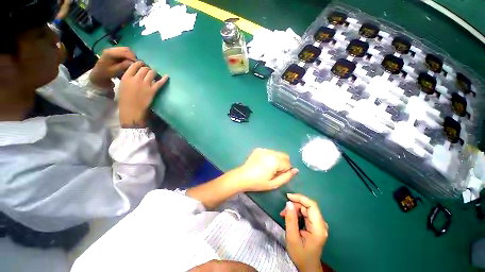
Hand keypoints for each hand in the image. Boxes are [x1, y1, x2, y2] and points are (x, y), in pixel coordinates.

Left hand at [89, 47, 136, 88]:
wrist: (99, 73)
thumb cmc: (106, 73)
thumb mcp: (115, 71)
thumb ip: (123, 66)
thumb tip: (133, 63)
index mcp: (110, 53)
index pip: (125, 53)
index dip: (133, 58)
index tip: (139, 64)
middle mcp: (111, 49)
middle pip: (126, 49)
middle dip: (133, 56)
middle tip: (137, 64)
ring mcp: (113, 50)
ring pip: (126, 50)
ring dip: (131, 56)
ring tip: (133, 63)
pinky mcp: (115, 52)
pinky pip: (124, 52)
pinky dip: (129, 56)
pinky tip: (129, 62)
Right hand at [118, 61, 168, 127]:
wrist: (131, 110)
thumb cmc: (125, 100)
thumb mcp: (122, 86)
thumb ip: (128, 78)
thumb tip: (135, 73)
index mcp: (126, 77)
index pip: (134, 65)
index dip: (140, 64)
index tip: (142, 65)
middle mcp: (136, 79)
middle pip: (144, 68)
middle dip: (147, 68)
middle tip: (149, 71)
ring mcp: (145, 84)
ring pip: (152, 73)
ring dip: (154, 72)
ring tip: (155, 74)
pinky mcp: (153, 90)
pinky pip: (160, 82)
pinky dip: (164, 79)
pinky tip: (167, 76)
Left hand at [235, 148, 298, 191]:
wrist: (242, 177)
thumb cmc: (258, 182)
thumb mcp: (274, 184)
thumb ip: (286, 177)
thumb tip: (295, 170)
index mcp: (275, 161)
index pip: (288, 164)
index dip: (284, 171)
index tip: (277, 175)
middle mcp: (270, 152)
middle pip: (284, 156)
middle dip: (283, 163)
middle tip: (274, 171)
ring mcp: (264, 149)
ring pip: (277, 153)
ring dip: (277, 160)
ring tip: (268, 167)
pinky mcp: (259, 149)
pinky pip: (270, 152)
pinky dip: (270, 157)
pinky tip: (263, 163)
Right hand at [281, 193, 327, 271]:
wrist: (308, 266)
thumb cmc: (300, 255)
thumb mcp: (292, 238)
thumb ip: (291, 220)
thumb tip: (288, 203)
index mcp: (318, 228)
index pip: (312, 205)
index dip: (300, 198)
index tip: (288, 196)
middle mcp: (321, 224)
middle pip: (308, 206)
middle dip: (294, 205)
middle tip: (283, 211)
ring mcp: (319, 224)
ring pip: (306, 208)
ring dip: (294, 209)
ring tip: (284, 215)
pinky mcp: (315, 225)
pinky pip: (305, 213)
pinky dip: (296, 212)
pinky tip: (290, 216)